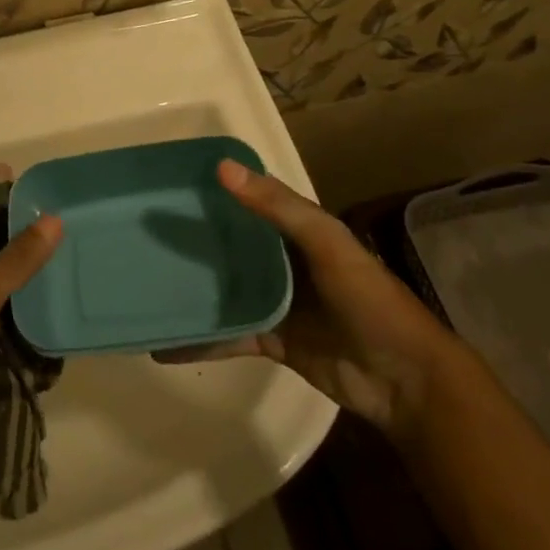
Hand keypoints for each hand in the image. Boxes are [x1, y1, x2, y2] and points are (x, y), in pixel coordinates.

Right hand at [157, 161, 459, 436]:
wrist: (405, 381)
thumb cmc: (369, 299)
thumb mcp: (327, 242)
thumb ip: (278, 207)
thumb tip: (223, 168)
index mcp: (298, 230)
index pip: (250, 200)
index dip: (215, 190)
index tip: (169, 183)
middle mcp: (283, 261)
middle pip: (232, 244)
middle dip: (195, 237)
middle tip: (143, 232)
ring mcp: (276, 301)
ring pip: (226, 287)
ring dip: (194, 287)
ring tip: (148, 282)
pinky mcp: (272, 340)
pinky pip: (229, 334)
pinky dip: (201, 339)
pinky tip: (164, 344)